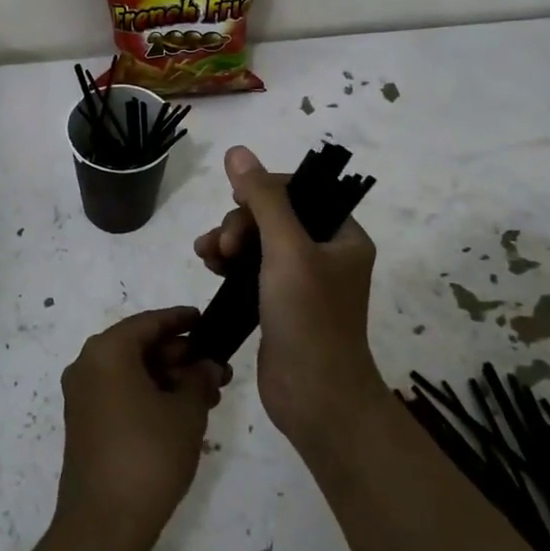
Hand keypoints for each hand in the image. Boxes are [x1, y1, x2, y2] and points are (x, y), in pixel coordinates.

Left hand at [55, 308, 229, 550]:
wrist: (103, 525)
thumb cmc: (148, 456)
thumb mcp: (185, 413)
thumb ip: (199, 380)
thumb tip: (207, 365)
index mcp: (107, 351)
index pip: (149, 323)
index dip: (181, 320)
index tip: (206, 320)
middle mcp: (87, 365)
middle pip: (139, 347)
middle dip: (180, 356)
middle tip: (218, 369)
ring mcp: (82, 396)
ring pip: (132, 372)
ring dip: (169, 379)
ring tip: (209, 395)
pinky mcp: (84, 424)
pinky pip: (120, 393)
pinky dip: (150, 395)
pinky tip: (182, 413)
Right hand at [193, 145, 382, 449]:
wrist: (315, 399)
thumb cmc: (309, 319)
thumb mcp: (286, 250)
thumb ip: (263, 199)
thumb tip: (236, 151)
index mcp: (342, 235)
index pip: (299, 191)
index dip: (263, 191)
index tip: (238, 205)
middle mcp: (325, 252)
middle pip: (273, 214)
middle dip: (241, 222)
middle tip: (224, 245)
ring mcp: (301, 279)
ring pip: (256, 240)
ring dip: (228, 239)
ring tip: (207, 254)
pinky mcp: (279, 303)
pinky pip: (250, 266)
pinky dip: (228, 261)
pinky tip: (208, 265)